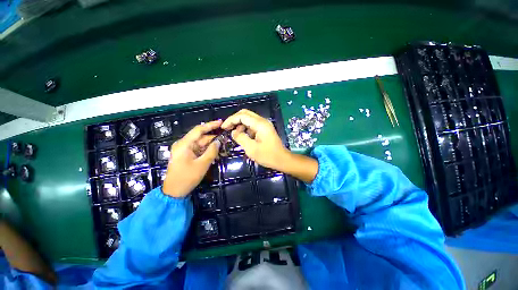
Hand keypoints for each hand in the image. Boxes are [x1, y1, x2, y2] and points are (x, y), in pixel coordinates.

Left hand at [163, 120, 221, 197]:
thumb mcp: (202, 164)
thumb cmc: (187, 177)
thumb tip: (218, 141)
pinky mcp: (187, 155)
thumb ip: (212, 151)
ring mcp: (185, 150)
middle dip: (214, 138)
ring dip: (212, 145)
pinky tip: (216, 152)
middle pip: (201, 137)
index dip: (211, 125)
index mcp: (184, 144)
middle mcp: (184, 144)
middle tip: (226, 138)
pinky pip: (199, 150)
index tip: (221, 122)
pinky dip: (207, 151)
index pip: (199, 130)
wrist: (174, 192)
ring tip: (223, 146)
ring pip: (201, 144)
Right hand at [221, 109, 289, 170]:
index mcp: (260, 124)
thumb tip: (233, 132)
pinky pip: (252, 125)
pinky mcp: (264, 129)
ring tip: (235, 135)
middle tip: (227, 128)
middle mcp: (262, 121)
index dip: (231, 120)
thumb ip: (240, 138)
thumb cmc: (268, 156)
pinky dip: (245, 128)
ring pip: (248, 119)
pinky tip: (243, 136)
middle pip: (245, 114)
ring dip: (240, 124)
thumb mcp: (251, 148)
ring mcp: (264, 125)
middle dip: (234, 120)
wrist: (282, 159)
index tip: (223, 128)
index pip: (242, 116)